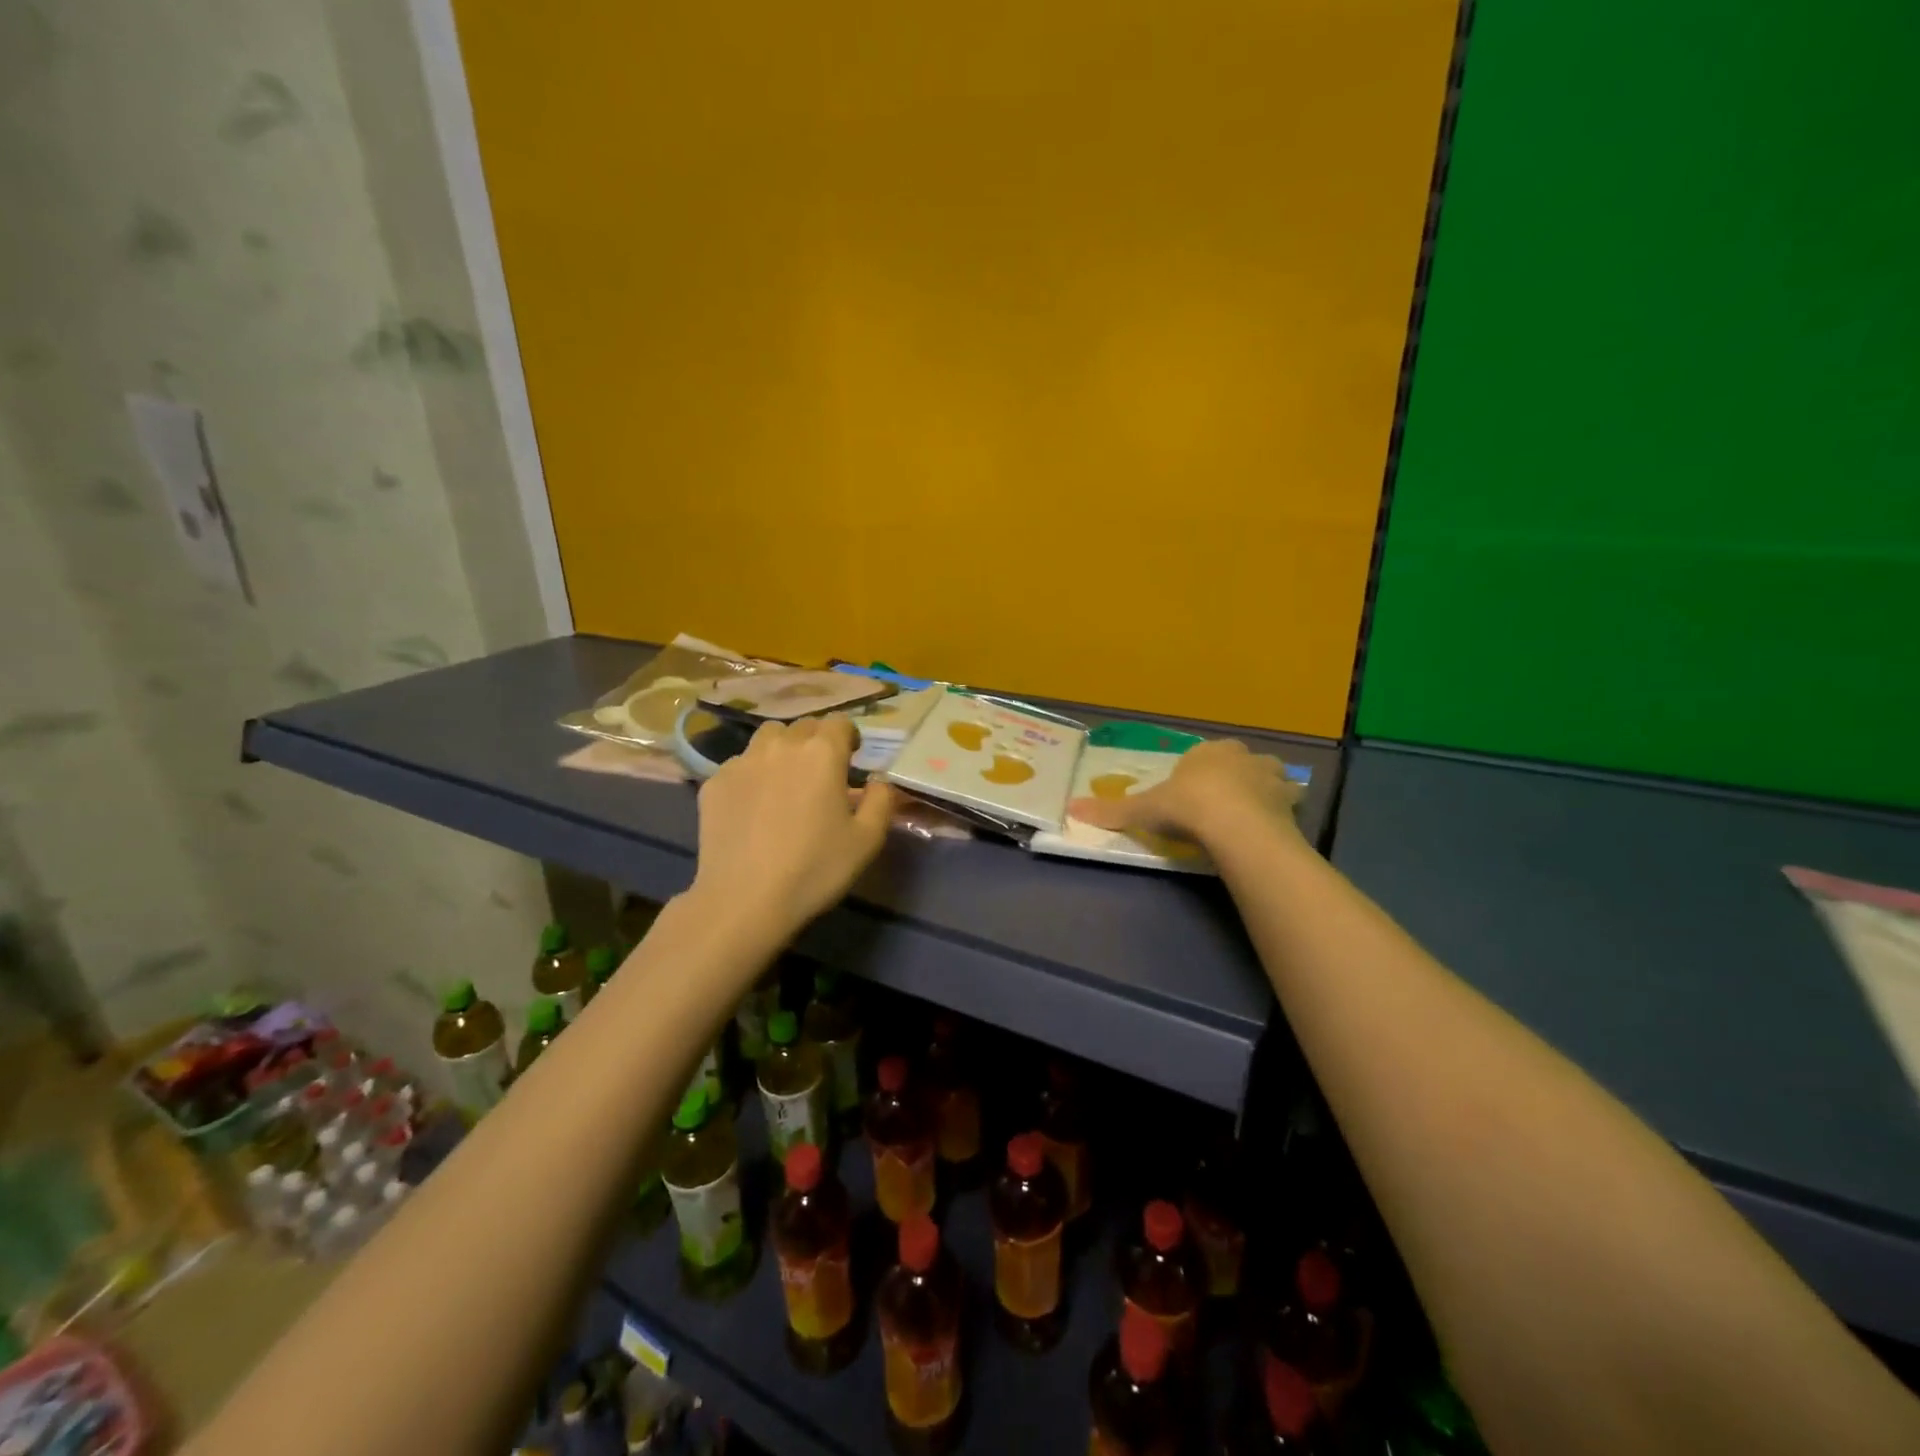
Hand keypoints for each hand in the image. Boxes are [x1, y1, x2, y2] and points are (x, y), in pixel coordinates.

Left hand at [690, 716, 896, 932]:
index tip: (851, 759)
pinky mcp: (715, 782)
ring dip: (783, 749)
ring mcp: (742, 761)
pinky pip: (740, 764)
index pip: (840, 723)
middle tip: (821, 774)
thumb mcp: (867, 840)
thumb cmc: (814, 869)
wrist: (744, 899)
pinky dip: (753, 774)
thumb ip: (881, 800)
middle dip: (817, 742)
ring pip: (768, 737)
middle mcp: (782, 746)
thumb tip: (877, 780)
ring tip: (786, 780)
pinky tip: (754, 806)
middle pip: (804, 726)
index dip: (849, 737)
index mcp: (822, 753)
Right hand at [1066, 738, 1302, 851]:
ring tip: (1250, 813)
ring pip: (1269, 776)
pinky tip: (1273, 827)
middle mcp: (1242, 757)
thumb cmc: (1187, 807)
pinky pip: (1289, 802)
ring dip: (1263, 789)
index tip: (1190, 796)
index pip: (1202, 756)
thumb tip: (1070, 809)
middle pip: (1239, 762)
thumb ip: (1112, 811)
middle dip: (1233, 776)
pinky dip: (1283, 811)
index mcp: (1207, 752)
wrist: (1236, 826)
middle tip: (1220, 804)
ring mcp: (1271, 777)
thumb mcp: (1144, 811)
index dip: (1197, 773)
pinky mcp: (1291, 802)